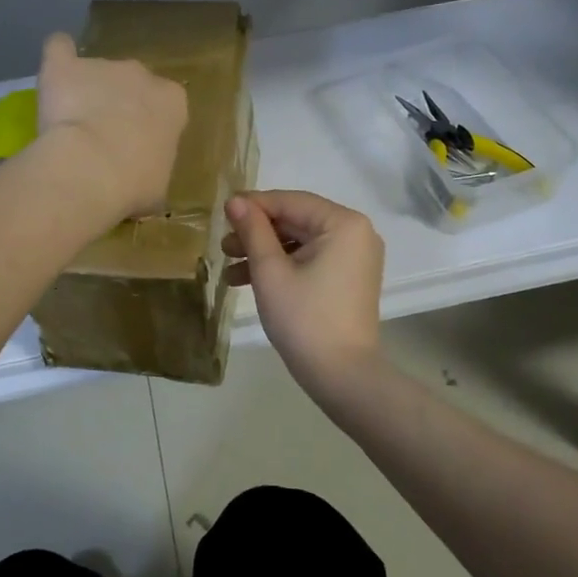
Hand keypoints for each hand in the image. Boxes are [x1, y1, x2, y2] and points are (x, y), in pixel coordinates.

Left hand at [36, 33, 187, 222]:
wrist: (92, 169)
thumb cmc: (134, 184)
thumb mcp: (157, 187)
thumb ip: (151, 170)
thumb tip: (140, 180)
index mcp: (173, 103)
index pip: (166, 105)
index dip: (150, 124)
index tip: (137, 146)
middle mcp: (142, 75)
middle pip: (132, 83)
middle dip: (119, 103)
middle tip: (103, 136)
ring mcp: (103, 65)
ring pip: (96, 72)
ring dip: (87, 91)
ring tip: (69, 123)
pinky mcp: (65, 66)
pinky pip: (59, 49)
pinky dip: (57, 57)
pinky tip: (53, 72)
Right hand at [223, 190, 384, 401]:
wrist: (342, 376)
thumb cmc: (304, 318)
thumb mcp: (270, 271)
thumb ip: (253, 231)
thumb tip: (235, 200)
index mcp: (343, 223)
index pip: (290, 202)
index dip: (253, 206)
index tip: (221, 214)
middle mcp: (356, 233)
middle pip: (296, 221)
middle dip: (257, 234)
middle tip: (223, 246)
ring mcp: (355, 257)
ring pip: (301, 242)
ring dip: (265, 252)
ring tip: (230, 268)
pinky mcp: (349, 278)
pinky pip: (312, 260)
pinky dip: (283, 267)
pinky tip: (248, 281)